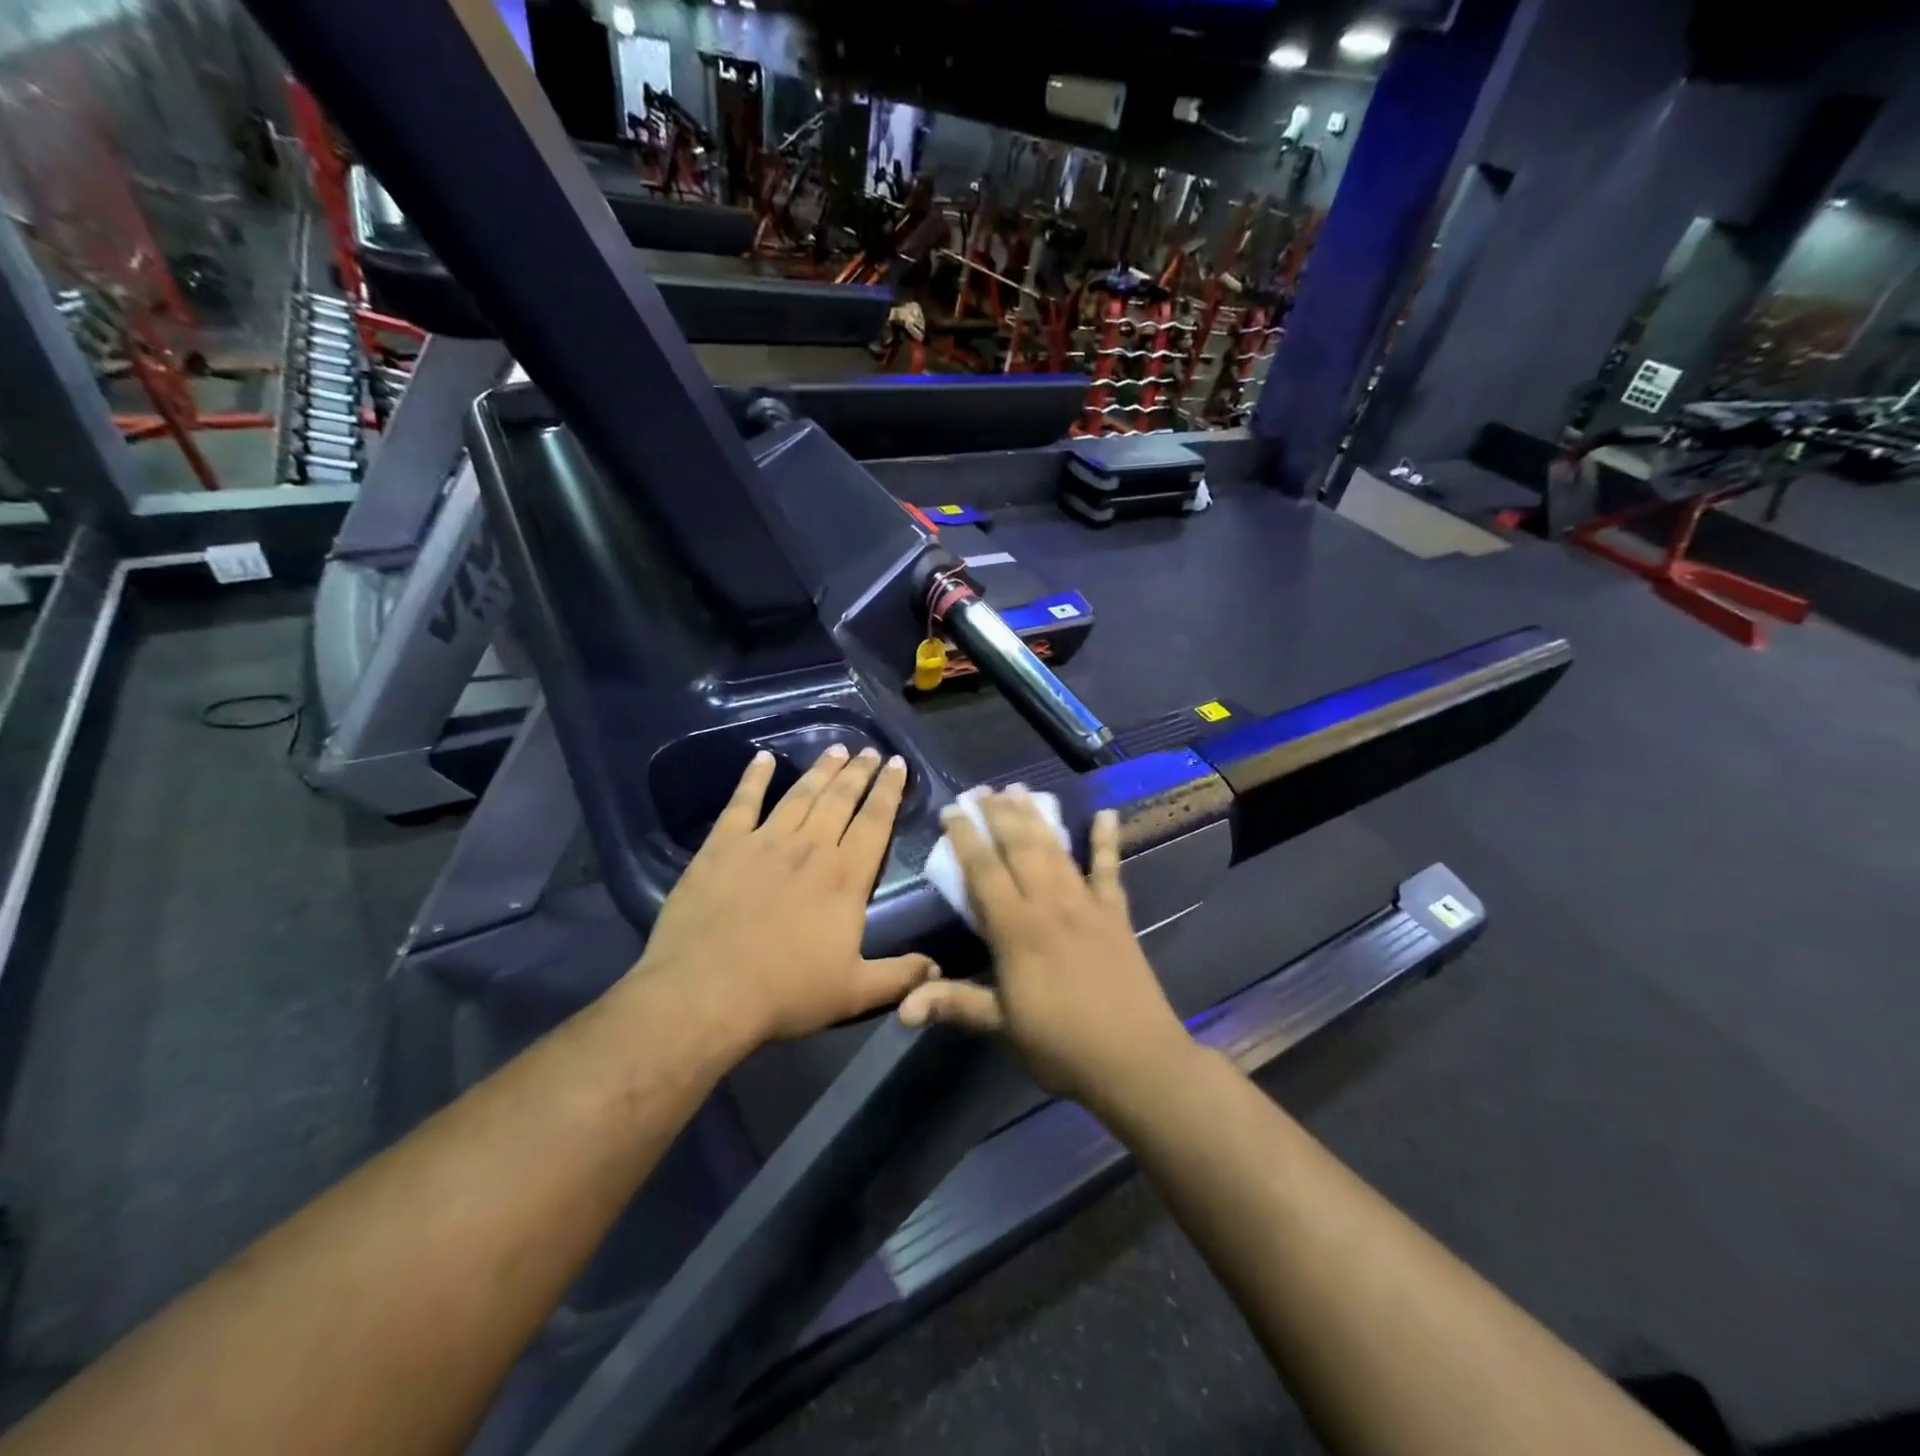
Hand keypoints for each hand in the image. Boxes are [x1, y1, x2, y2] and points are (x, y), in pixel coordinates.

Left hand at [633, 745, 938, 1044]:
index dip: (888, 790)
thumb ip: (899, 976)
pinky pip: (742, 802)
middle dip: (859, 772)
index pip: (875, 822)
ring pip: (800, 794)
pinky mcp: (722, 846)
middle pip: (840, 798)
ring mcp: (764, 842)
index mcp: (845, 877)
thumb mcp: (854, 992)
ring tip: (836, 749)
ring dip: (821, 769)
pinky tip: (762, 759)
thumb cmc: (785, 992)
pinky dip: (753, 777)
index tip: (897, 764)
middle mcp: (810, 848)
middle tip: (870, 750)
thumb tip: (938, 969)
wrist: (705, 993)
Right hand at [898, 790, 1192, 1105]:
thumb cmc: (1061, 1046)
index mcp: (1017, 930)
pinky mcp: (1115, 914)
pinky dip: (1107, 841)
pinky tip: (1106, 814)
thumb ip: (955, 1005)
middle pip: (1020, 848)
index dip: (966, 838)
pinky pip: (1110, 869)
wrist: (1136, 1061)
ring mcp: (1086, 905)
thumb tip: (902, 1007)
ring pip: (1055, 850)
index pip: (984, 871)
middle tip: (983, 789)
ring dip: (1037, 817)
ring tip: (1020, 789)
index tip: (952, 810)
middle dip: (999, 815)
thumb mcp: (1002, 1027)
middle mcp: (1049, 905)